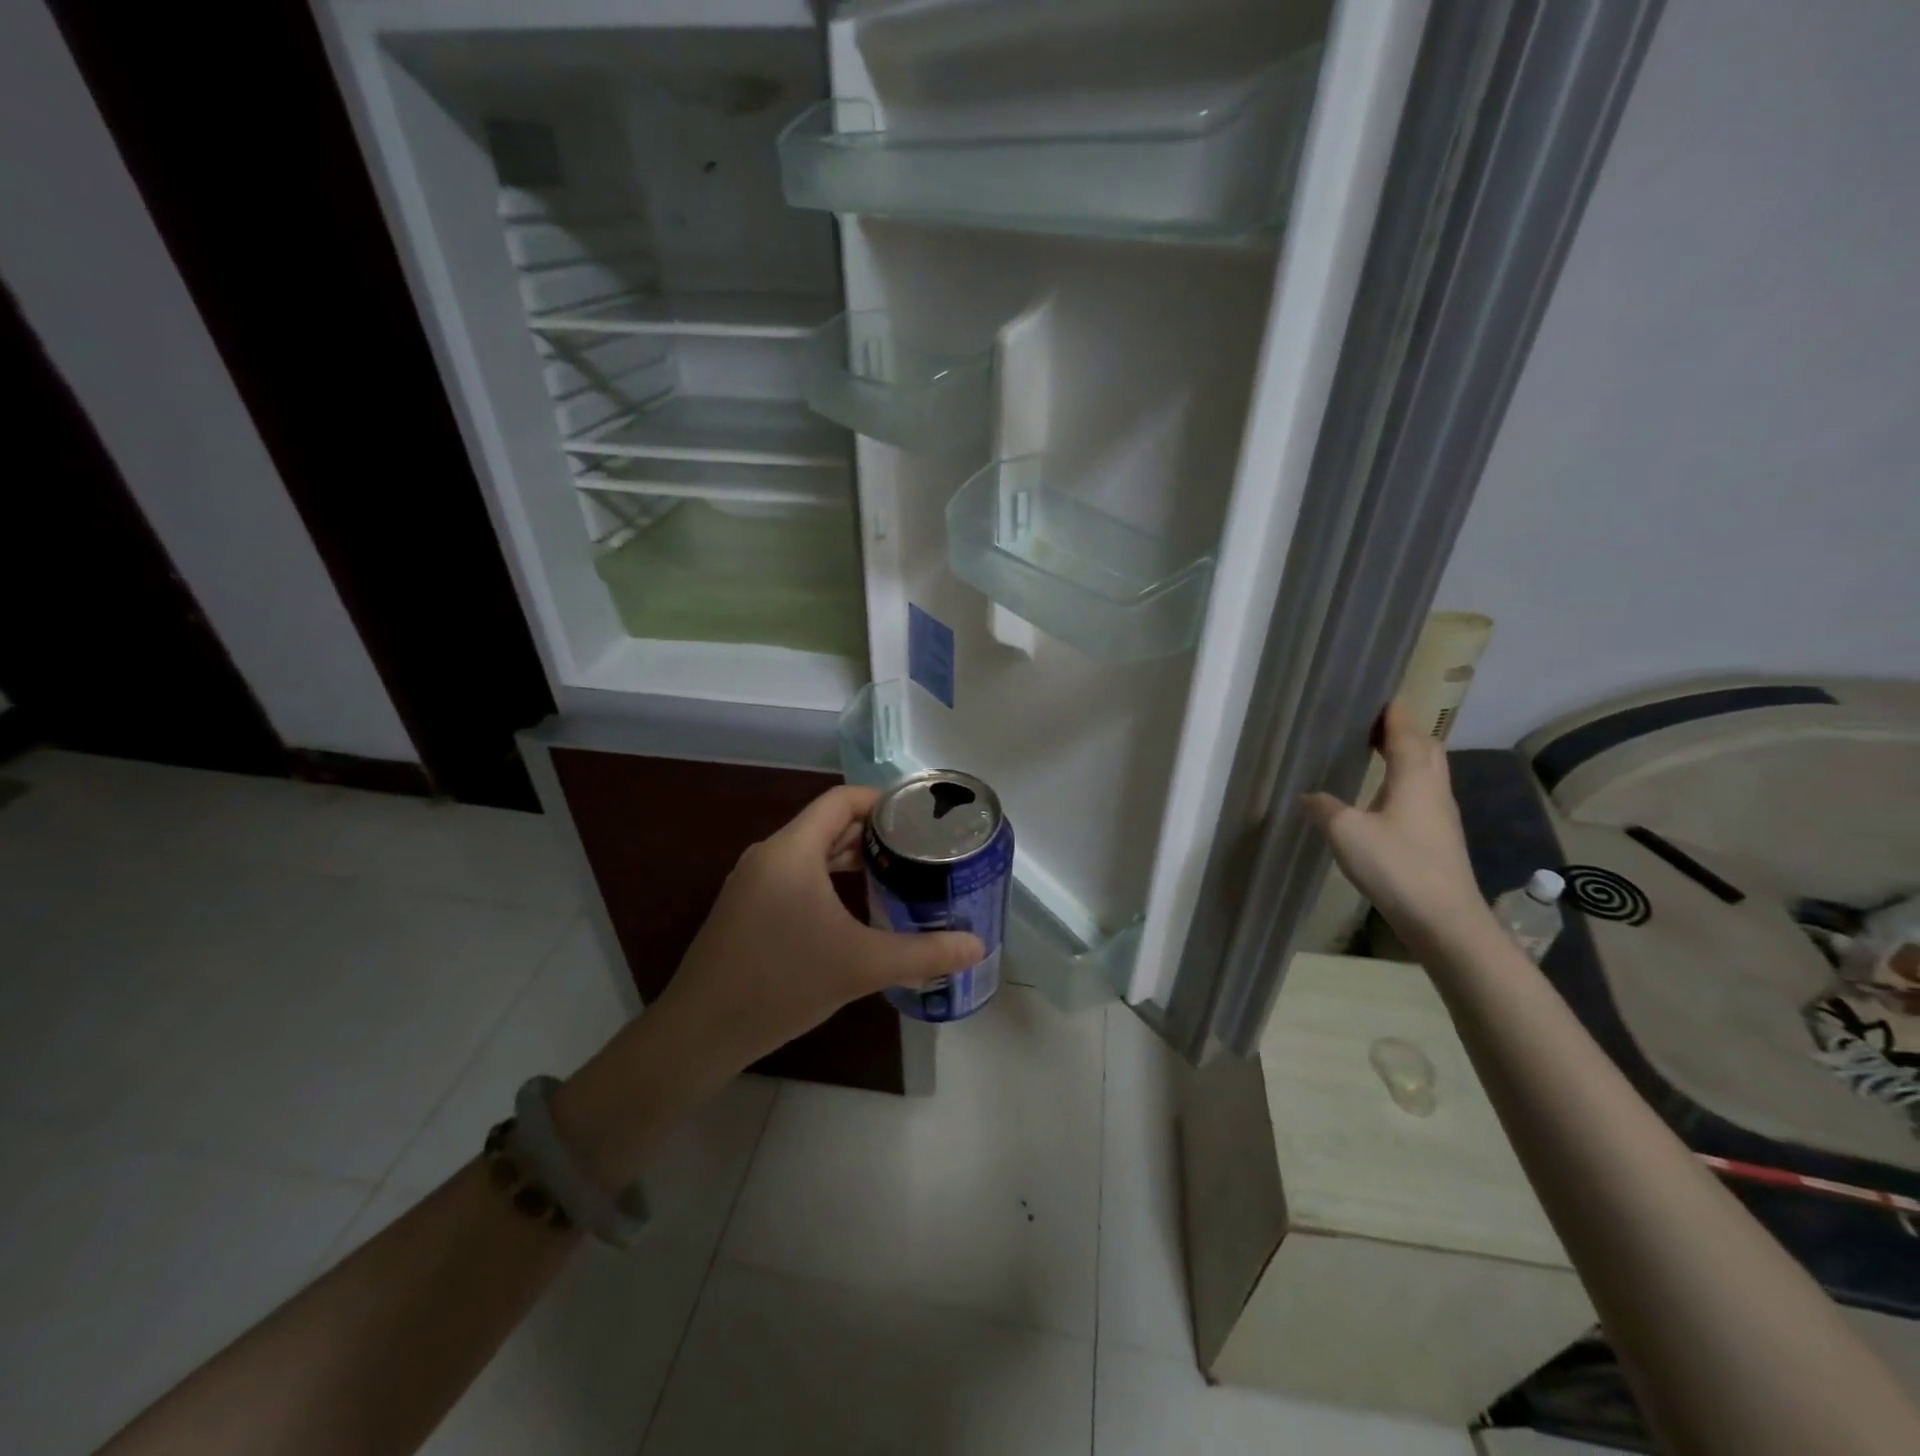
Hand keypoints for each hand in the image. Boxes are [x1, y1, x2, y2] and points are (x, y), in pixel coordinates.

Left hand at [552, 787, 982, 1186]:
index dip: (882, 800)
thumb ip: (924, 954)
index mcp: (792, 850)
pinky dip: (827, 879)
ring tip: (894, 874)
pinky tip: (852, 909)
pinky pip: (794, 875)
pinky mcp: (745, 908)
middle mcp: (769, 854)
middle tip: (918, 849)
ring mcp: (751, 881)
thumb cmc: (782, 983)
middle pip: (827, 824)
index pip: (841, 799)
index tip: (920, 815)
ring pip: (810, 852)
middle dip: (873, 832)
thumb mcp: (861, 966)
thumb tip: (978, 947)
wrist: (701, 1032)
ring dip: (850, 858)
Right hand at [1303, 701, 1493, 949]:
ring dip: (1408, 756)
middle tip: (1375, 724)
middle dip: (1405, 731)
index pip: (1406, 732)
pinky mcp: (1440, 838)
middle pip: (1426, 748)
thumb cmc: (1396, 865)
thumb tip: (1309, 795)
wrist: (1443, 919)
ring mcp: (1442, 815)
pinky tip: (1386, 797)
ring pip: (1428, 772)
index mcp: (1414, 777)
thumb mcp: (1346, 832)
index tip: (1380, 697)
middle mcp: (1434, 789)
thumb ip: (1324, 808)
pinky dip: (1407, 781)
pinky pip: (1424, 794)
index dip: (1394, 713)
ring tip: (1379, 753)